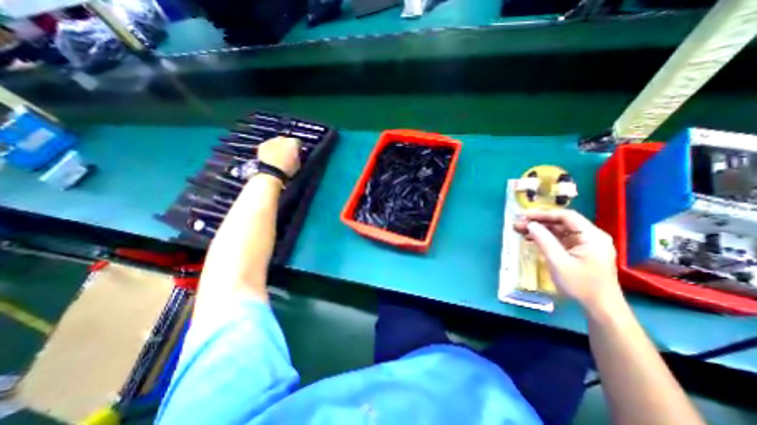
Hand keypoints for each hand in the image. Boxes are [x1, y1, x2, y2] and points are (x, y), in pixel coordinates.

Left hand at [258, 137, 297, 176]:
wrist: (271, 173)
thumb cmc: (288, 169)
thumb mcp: (299, 164)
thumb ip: (298, 156)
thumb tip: (297, 154)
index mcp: (293, 142)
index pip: (299, 142)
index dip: (299, 149)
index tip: (298, 154)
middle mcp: (282, 138)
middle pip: (287, 140)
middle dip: (287, 146)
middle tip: (288, 155)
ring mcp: (271, 141)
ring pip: (277, 142)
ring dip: (278, 147)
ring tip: (278, 157)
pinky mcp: (262, 145)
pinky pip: (268, 146)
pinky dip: (270, 150)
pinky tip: (271, 157)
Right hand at [514, 211, 619, 309]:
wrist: (600, 307)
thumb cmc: (581, 285)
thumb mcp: (558, 262)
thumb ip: (544, 241)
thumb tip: (530, 225)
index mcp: (591, 236)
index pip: (565, 216)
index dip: (543, 214)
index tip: (524, 215)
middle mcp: (589, 236)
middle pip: (560, 222)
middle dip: (538, 222)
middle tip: (517, 223)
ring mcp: (584, 244)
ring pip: (558, 230)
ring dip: (538, 229)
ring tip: (518, 229)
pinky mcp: (578, 251)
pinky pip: (559, 239)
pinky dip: (544, 237)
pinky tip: (529, 238)